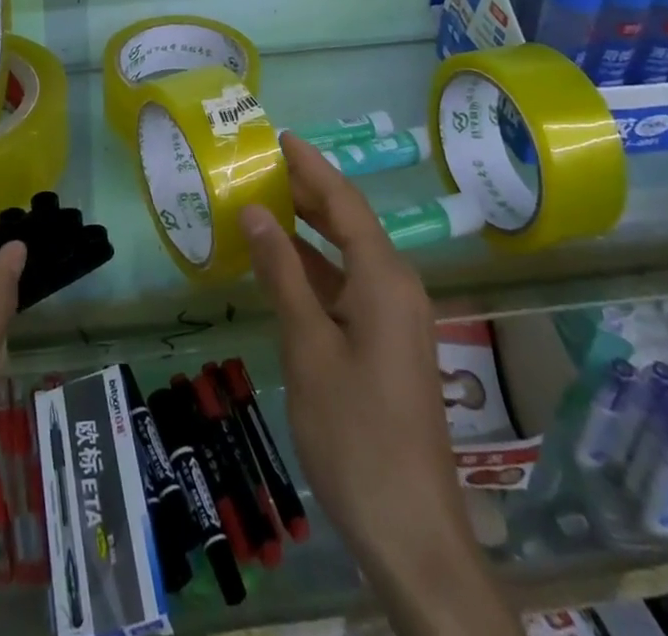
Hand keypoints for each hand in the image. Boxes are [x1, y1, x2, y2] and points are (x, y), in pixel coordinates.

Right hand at [239, 133, 515, 635]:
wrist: (410, 530)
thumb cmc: (355, 431)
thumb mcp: (307, 346)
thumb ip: (282, 273)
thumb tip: (256, 210)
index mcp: (384, 278)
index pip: (344, 202)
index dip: (311, 166)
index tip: (279, 136)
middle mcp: (397, 286)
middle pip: (349, 222)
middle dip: (308, 192)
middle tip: (261, 166)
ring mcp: (396, 318)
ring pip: (348, 255)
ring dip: (309, 230)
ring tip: (264, 203)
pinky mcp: (388, 345)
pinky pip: (349, 287)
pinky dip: (316, 269)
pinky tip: (282, 267)